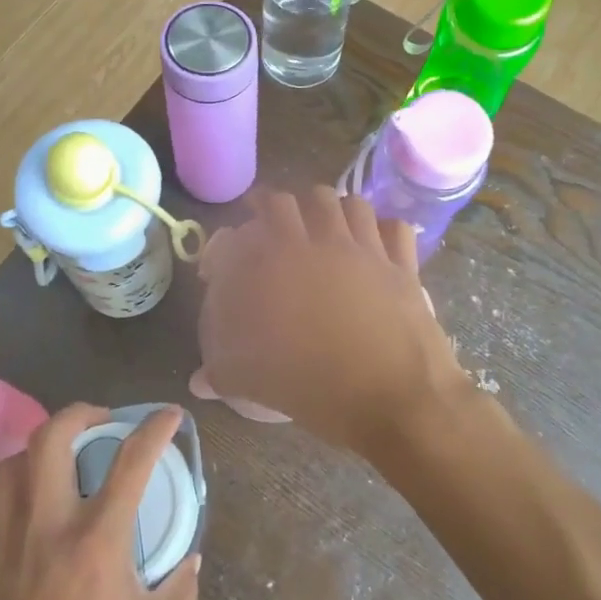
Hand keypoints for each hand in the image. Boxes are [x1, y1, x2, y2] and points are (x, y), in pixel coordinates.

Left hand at [0, 404, 199, 599]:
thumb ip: (178, 586)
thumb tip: (187, 557)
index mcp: (96, 543)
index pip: (131, 460)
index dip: (155, 427)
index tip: (169, 415)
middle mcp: (45, 532)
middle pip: (48, 438)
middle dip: (78, 413)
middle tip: (100, 421)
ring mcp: (2, 553)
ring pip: (10, 471)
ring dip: (40, 456)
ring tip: (62, 466)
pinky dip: (23, 520)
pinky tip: (38, 551)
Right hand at [195, 187, 464, 454]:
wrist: (393, 399)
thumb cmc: (314, 387)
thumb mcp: (252, 382)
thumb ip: (220, 371)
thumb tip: (199, 379)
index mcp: (275, 262)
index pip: (243, 228)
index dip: (231, 239)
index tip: (229, 253)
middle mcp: (319, 242)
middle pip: (294, 200)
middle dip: (276, 207)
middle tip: (271, 224)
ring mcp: (365, 249)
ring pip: (347, 203)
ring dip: (331, 209)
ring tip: (324, 225)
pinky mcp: (401, 265)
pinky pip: (395, 227)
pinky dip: (384, 228)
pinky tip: (375, 241)